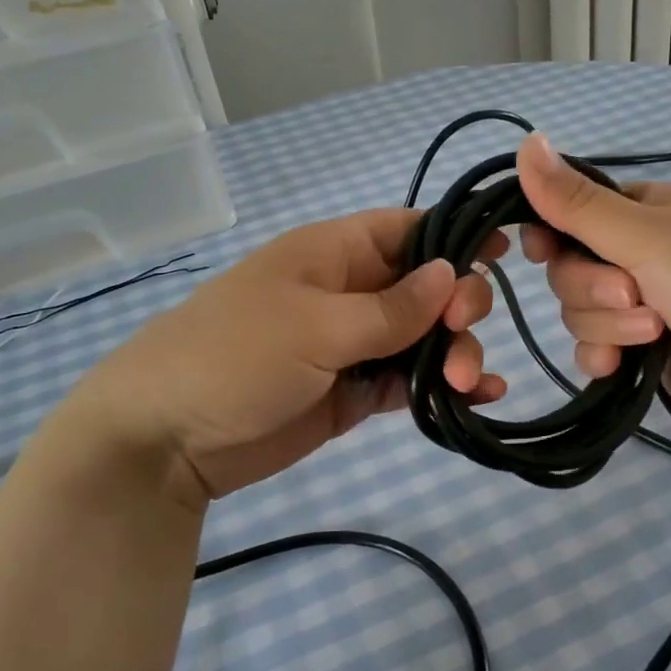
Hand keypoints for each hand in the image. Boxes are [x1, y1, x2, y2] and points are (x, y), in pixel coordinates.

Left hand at [60, 210, 506, 508]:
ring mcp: (353, 345)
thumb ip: (391, 307)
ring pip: (424, 339)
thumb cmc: (236, 357)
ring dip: (456, 354)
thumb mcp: (316, 324)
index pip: (407, 230)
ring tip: (467, 383)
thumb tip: (450, 273)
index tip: (503, 251)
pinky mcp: (354, 393)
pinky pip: (409, 382)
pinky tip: (479, 398)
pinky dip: (442, 388)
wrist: (167, 440)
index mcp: (334, 254)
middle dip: (458, 306)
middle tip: (460, 332)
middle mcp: (350, 292)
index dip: (455, 236)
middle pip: (426, 287)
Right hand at [513, 132, 670, 431]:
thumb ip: (577, 202)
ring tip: (653, 330)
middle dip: (592, 288)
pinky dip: (602, 355)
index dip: (550, 234)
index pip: (570, 213)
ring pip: (576, 310)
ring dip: (607, 324)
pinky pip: (589, 347)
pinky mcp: (636, 348)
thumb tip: (524, 142)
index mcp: (641, 212)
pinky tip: (621, 365)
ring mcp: (636, 303)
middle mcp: (635, 253)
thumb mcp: (645, 233)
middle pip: (567, 267)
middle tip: (632, 294)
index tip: (542, 249)